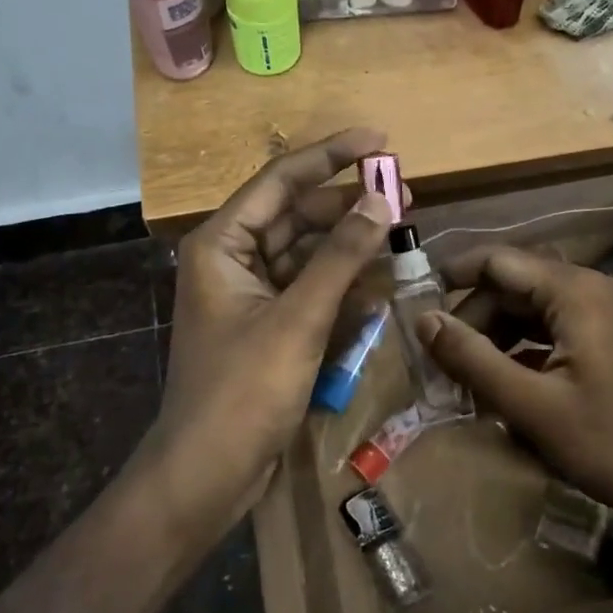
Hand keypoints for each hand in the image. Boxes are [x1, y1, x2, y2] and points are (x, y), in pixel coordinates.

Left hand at [149, 129, 394, 539]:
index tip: (380, 139)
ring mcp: (252, 295)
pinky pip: (311, 291)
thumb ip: (341, 257)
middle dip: (348, 205)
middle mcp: (234, 260)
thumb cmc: (244, 390)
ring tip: (399, 232)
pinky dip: (342, 286)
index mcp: (223, 243)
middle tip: (405, 193)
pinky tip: (378, 284)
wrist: (207, 473)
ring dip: (350, 246)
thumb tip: (381, 199)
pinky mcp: (269, 327)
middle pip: (298, 215)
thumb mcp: (298, 318)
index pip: (282, 180)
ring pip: (308, 254)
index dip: (331, 155)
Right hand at [418, 246, 612, 539]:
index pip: (500, 261)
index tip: (418, 304)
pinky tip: (511, 385)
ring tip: (472, 380)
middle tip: (445, 363)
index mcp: (578, 293)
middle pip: (518, 285)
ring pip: (538, 309)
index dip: (454, 276)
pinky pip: (562, 328)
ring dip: (501, 338)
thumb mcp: (531, 407)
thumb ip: (472, 359)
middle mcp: (598, 288)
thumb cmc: (612, 446)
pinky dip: (530, 350)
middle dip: (476, 319)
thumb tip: (424, 320)